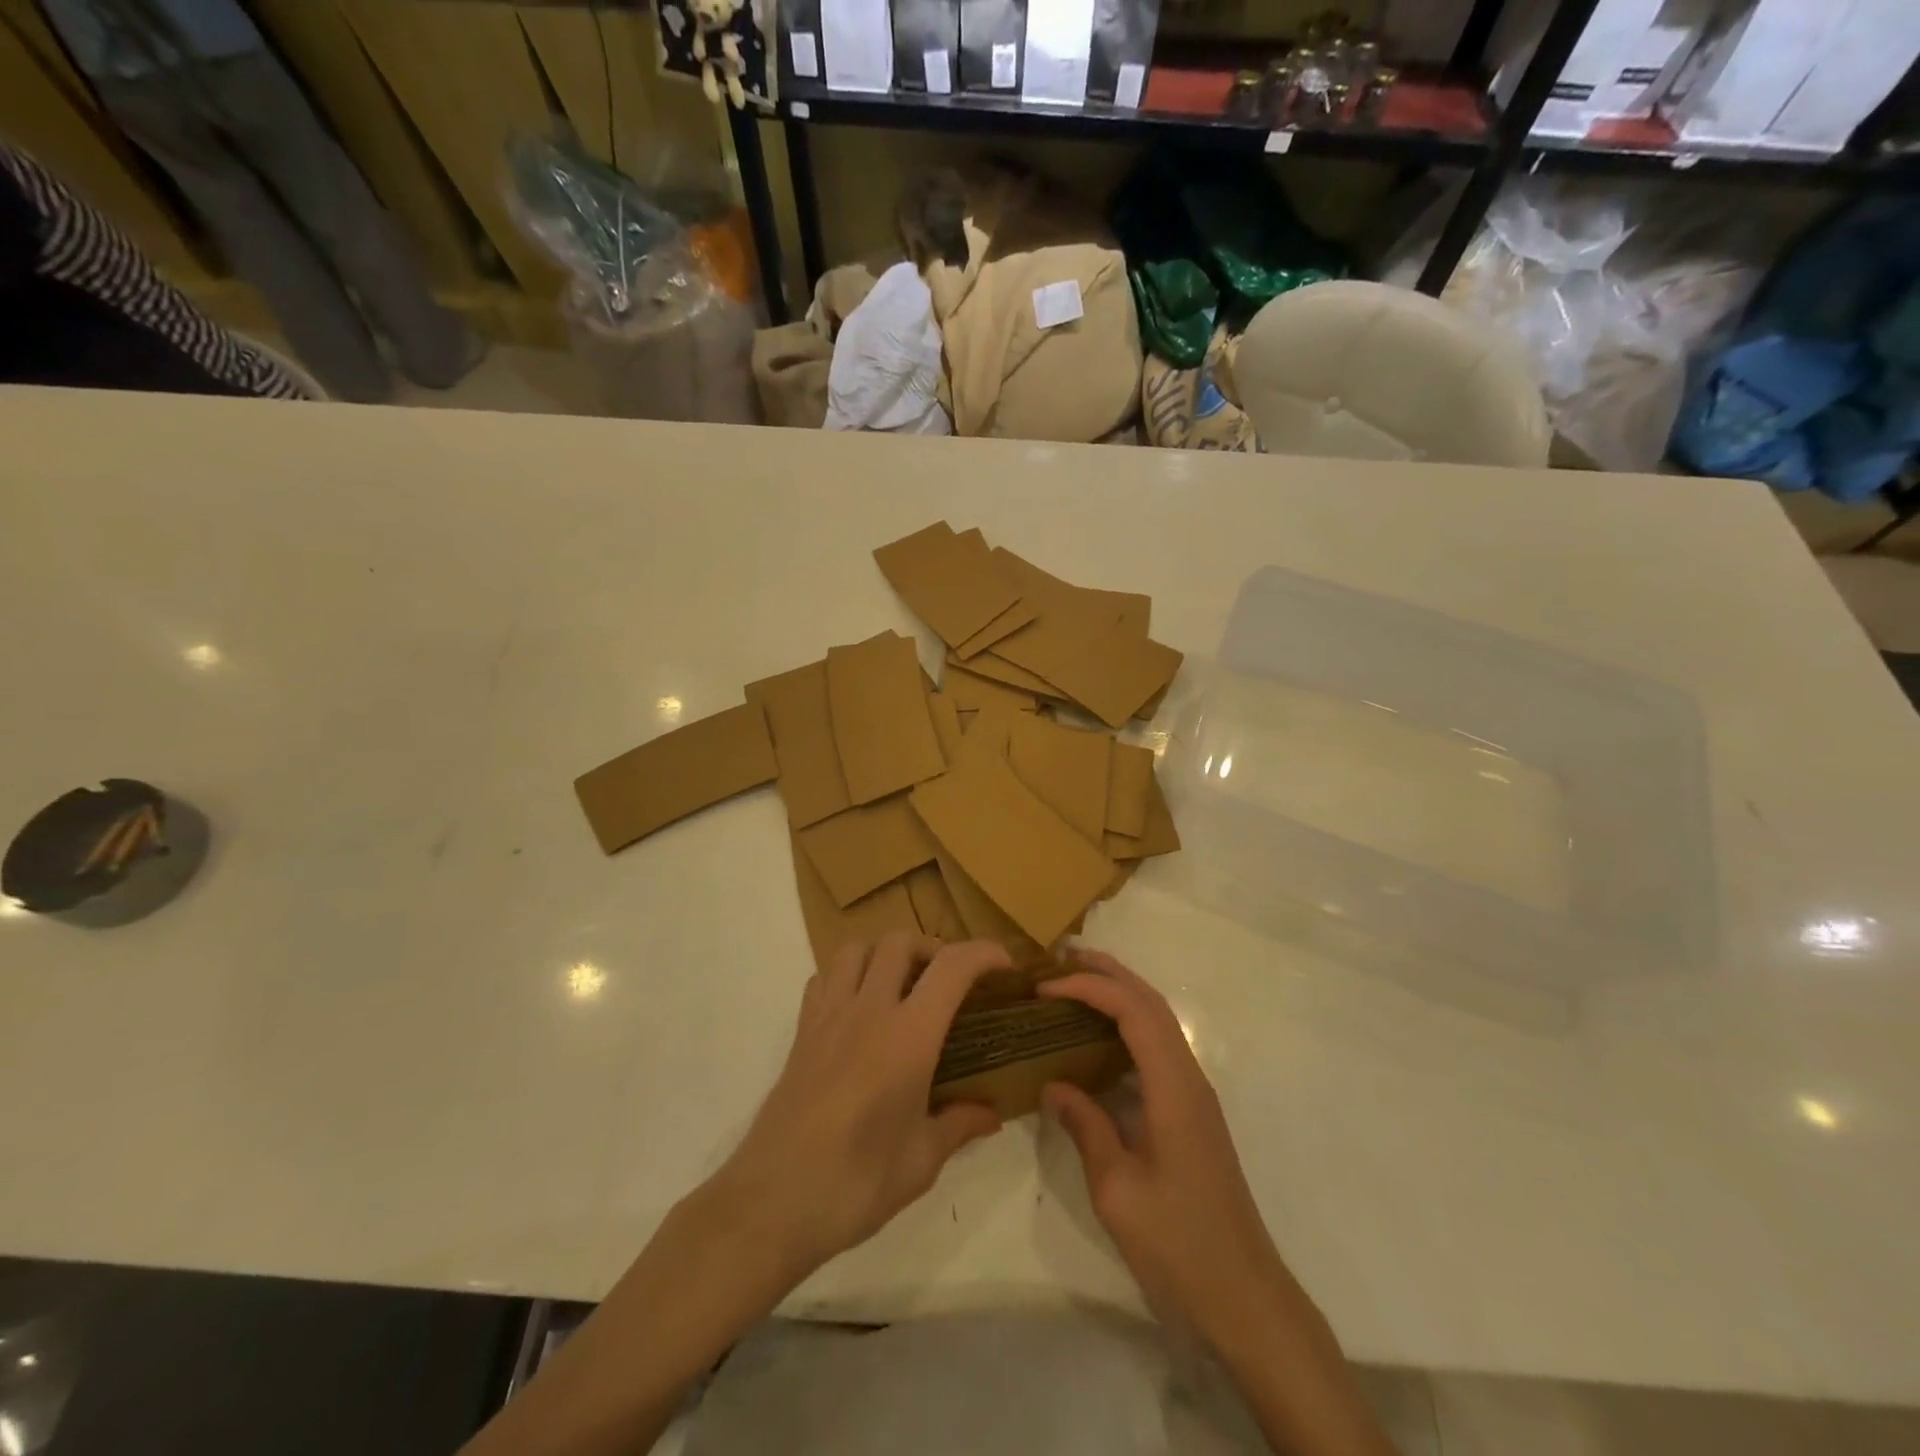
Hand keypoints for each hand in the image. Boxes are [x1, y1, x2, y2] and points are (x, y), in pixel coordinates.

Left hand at [705, 933, 1009, 1279]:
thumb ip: (959, 1125)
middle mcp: (869, 1011)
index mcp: (908, 1037)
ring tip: (902, 984)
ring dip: (885, 952)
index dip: (983, 953)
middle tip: (947, 981)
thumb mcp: (921, 1161)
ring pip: (857, 947)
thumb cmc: (856, 1183)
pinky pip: (824, 976)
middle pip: (900, 941)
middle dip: (932, 948)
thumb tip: (991, 1115)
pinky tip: (859, 1007)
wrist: (772, 1202)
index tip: (1003, 965)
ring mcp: (828, 1016)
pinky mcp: (802, 1031)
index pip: (952, 968)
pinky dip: (847, 974)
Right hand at [1040, 950, 1289, 1353]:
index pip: (1132, 1011)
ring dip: (1120, 994)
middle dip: (1108, 973)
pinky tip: (1100, 1040)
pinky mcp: (1192, 1113)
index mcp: (1174, 1088)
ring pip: (1158, 1022)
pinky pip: (1158, 1048)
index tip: (1044, 988)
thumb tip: (1054, 1083)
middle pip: (1151, 1003)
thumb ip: (1086, 1126)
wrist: (1245, 1299)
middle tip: (1061, 959)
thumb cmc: (1179, 1245)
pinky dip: (1127, 1025)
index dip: (1088, 988)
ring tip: (1075, 984)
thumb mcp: (1117, 1190)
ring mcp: (1194, 1094)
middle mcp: (1189, 1078)